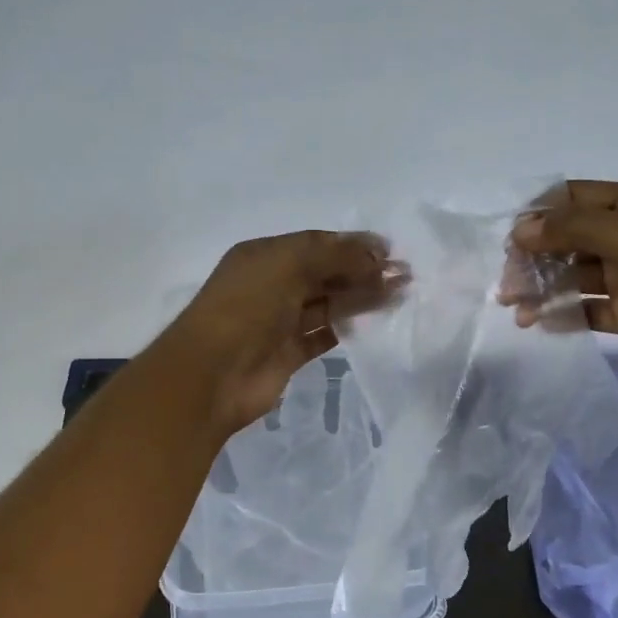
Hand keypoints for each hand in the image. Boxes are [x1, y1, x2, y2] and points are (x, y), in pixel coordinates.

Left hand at [164, 230, 400, 434]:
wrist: (212, 374)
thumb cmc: (247, 307)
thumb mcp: (289, 265)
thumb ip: (334, 256)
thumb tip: (376, 254)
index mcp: (265, 256)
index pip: (316, 243)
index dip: (352, 245)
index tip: (389, 251)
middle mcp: (272, 285)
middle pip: (325, 273)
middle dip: (363, 271)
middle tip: (404, 274)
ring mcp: (280, 321)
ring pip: (328, 303)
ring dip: (361, 297)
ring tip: (399, 294)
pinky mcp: (288, 354)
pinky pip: (323, 335)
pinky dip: (346, 327)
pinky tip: (374, 321)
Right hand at [506, 181, 617, 414]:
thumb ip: (578, 229)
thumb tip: (521, 228)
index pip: (576, 199)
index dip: (540, 214)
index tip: (508, 240)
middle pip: (568, 238)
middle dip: (534, 257)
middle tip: (507, 284)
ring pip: (572, 275)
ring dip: (542, 288)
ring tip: (515, 309)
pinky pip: (584, 309)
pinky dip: (560, 314)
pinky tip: (537, 324)